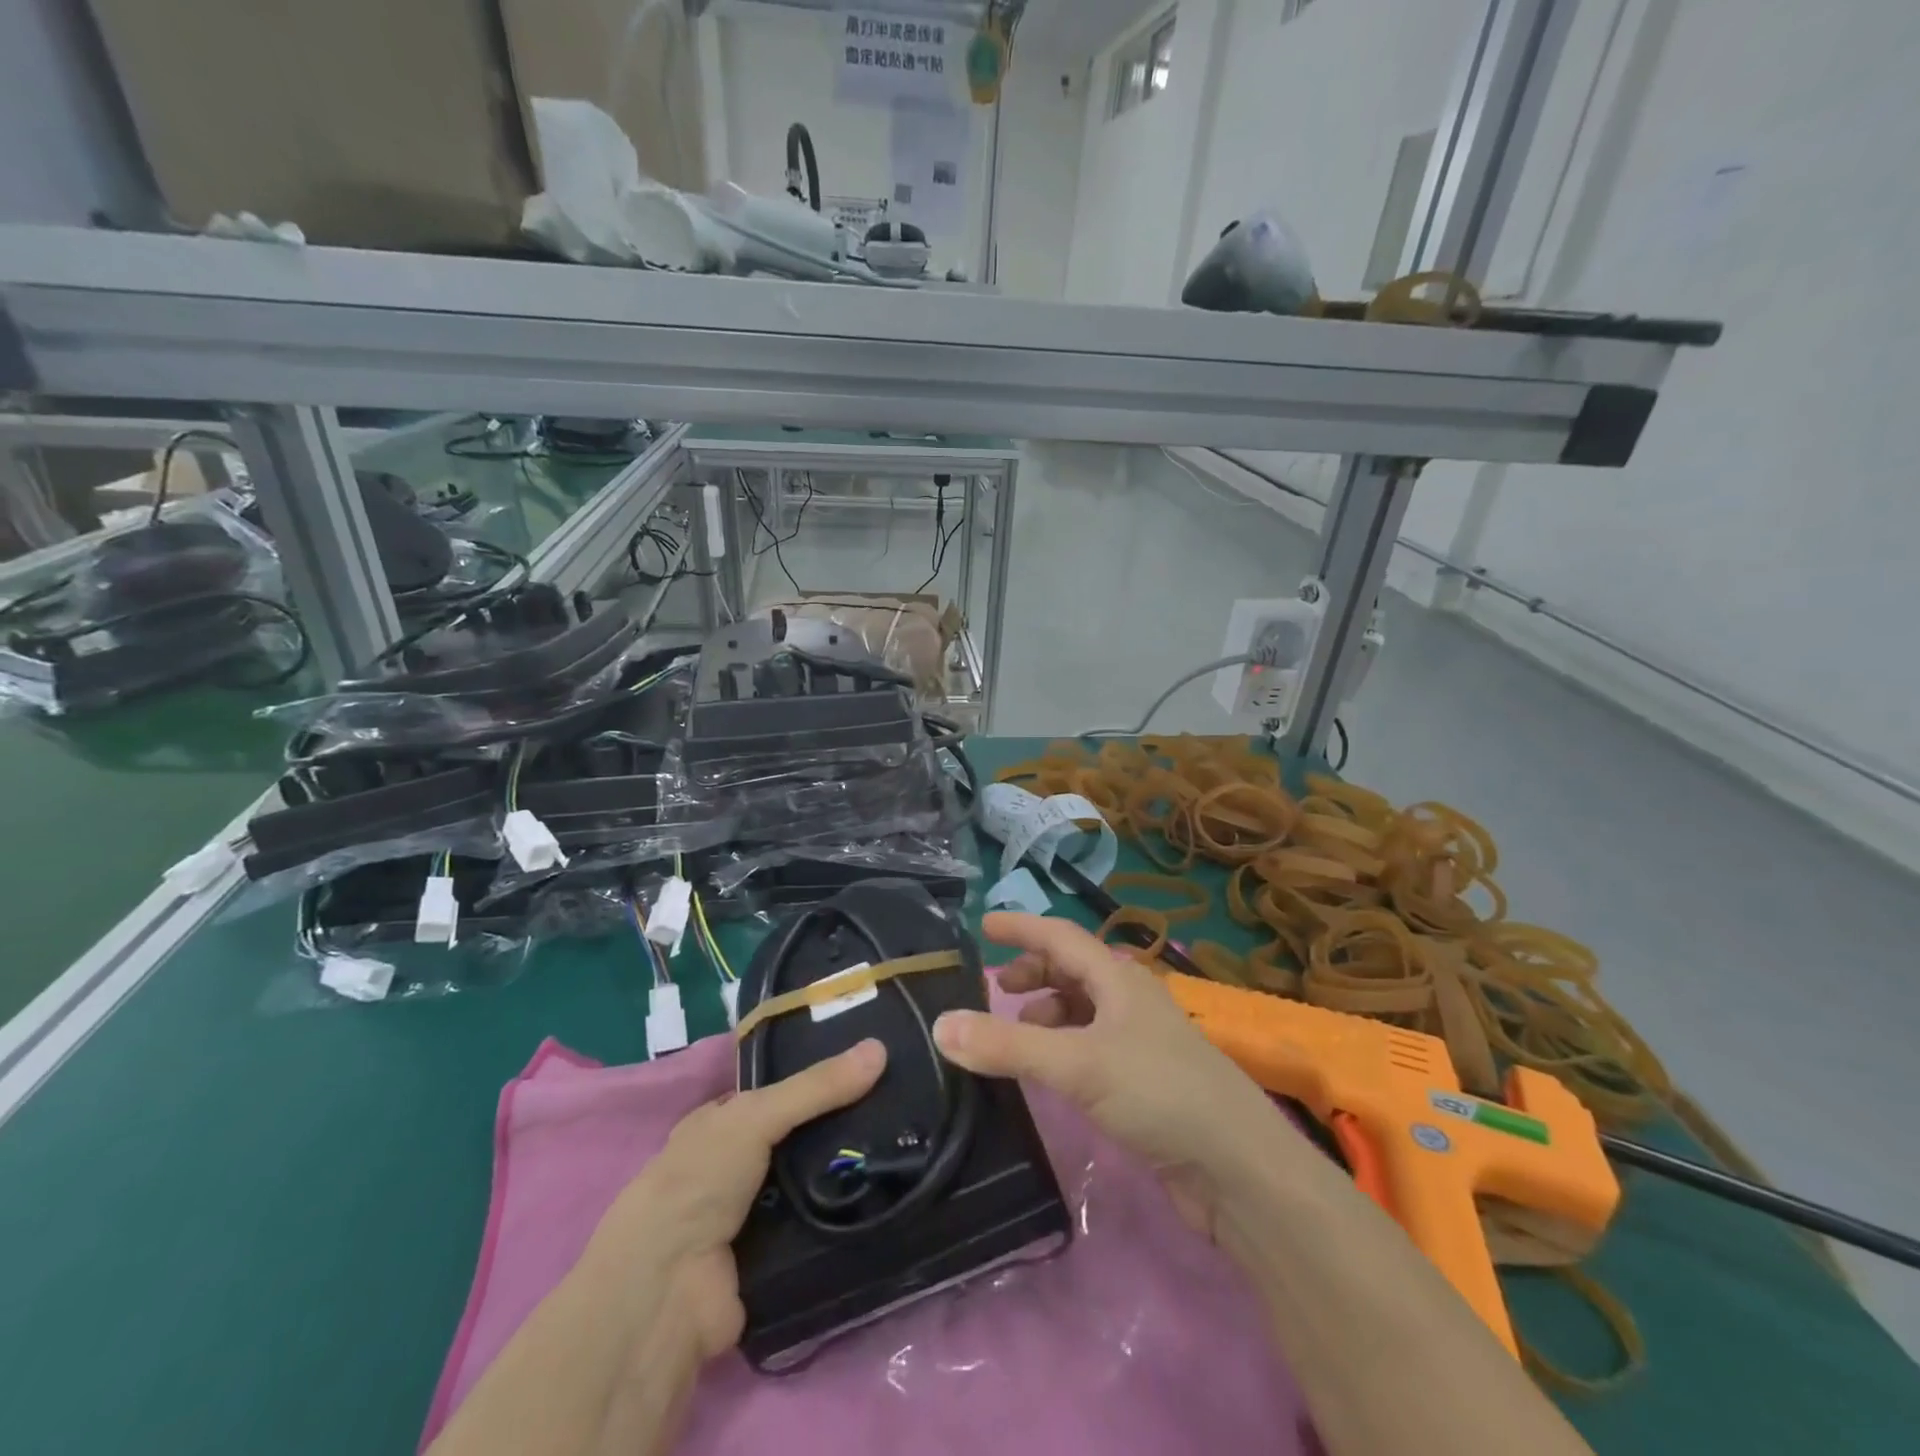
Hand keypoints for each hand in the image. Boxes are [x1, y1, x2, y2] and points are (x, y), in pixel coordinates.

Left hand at [588, 1040, 887, 1361]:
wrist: (667, 1294)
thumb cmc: (698, 1183)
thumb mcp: (756, 1116)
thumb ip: (816, 1087)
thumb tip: (880, 1048)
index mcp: (720, 1125)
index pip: (779, 1092)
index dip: (820, 1078)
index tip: (872, 1065)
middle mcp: (735, 1167)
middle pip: (800, 1138)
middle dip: (841, 1127)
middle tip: (900, 1106)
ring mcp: (754, 1216)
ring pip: (813, 1183)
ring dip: (848, 1174)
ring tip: (907, 1147)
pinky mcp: (774, 1261)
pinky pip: (819, 1230)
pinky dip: (845, 1220)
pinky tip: (888, 1199)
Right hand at [933, 913, 1306, 1240]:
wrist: (1238, 1167)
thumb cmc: (1159, 1093)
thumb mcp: (1077, 1064)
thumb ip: (1008, 1046)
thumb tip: (941, 1025)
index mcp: (1118, 978)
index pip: (1060, 936)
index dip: (1021, 927)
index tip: (983, 925)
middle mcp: (1129, 1000)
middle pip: (1072, 970)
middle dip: (1032, 973)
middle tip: (995, 990)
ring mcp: (1139, 1041)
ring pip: (1082, 1010)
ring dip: (1045, 1013)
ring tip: (1014, 1035)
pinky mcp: (1143, 1081)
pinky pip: (1089, 1047)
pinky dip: (1061, 1048)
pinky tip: (1047, 1073)